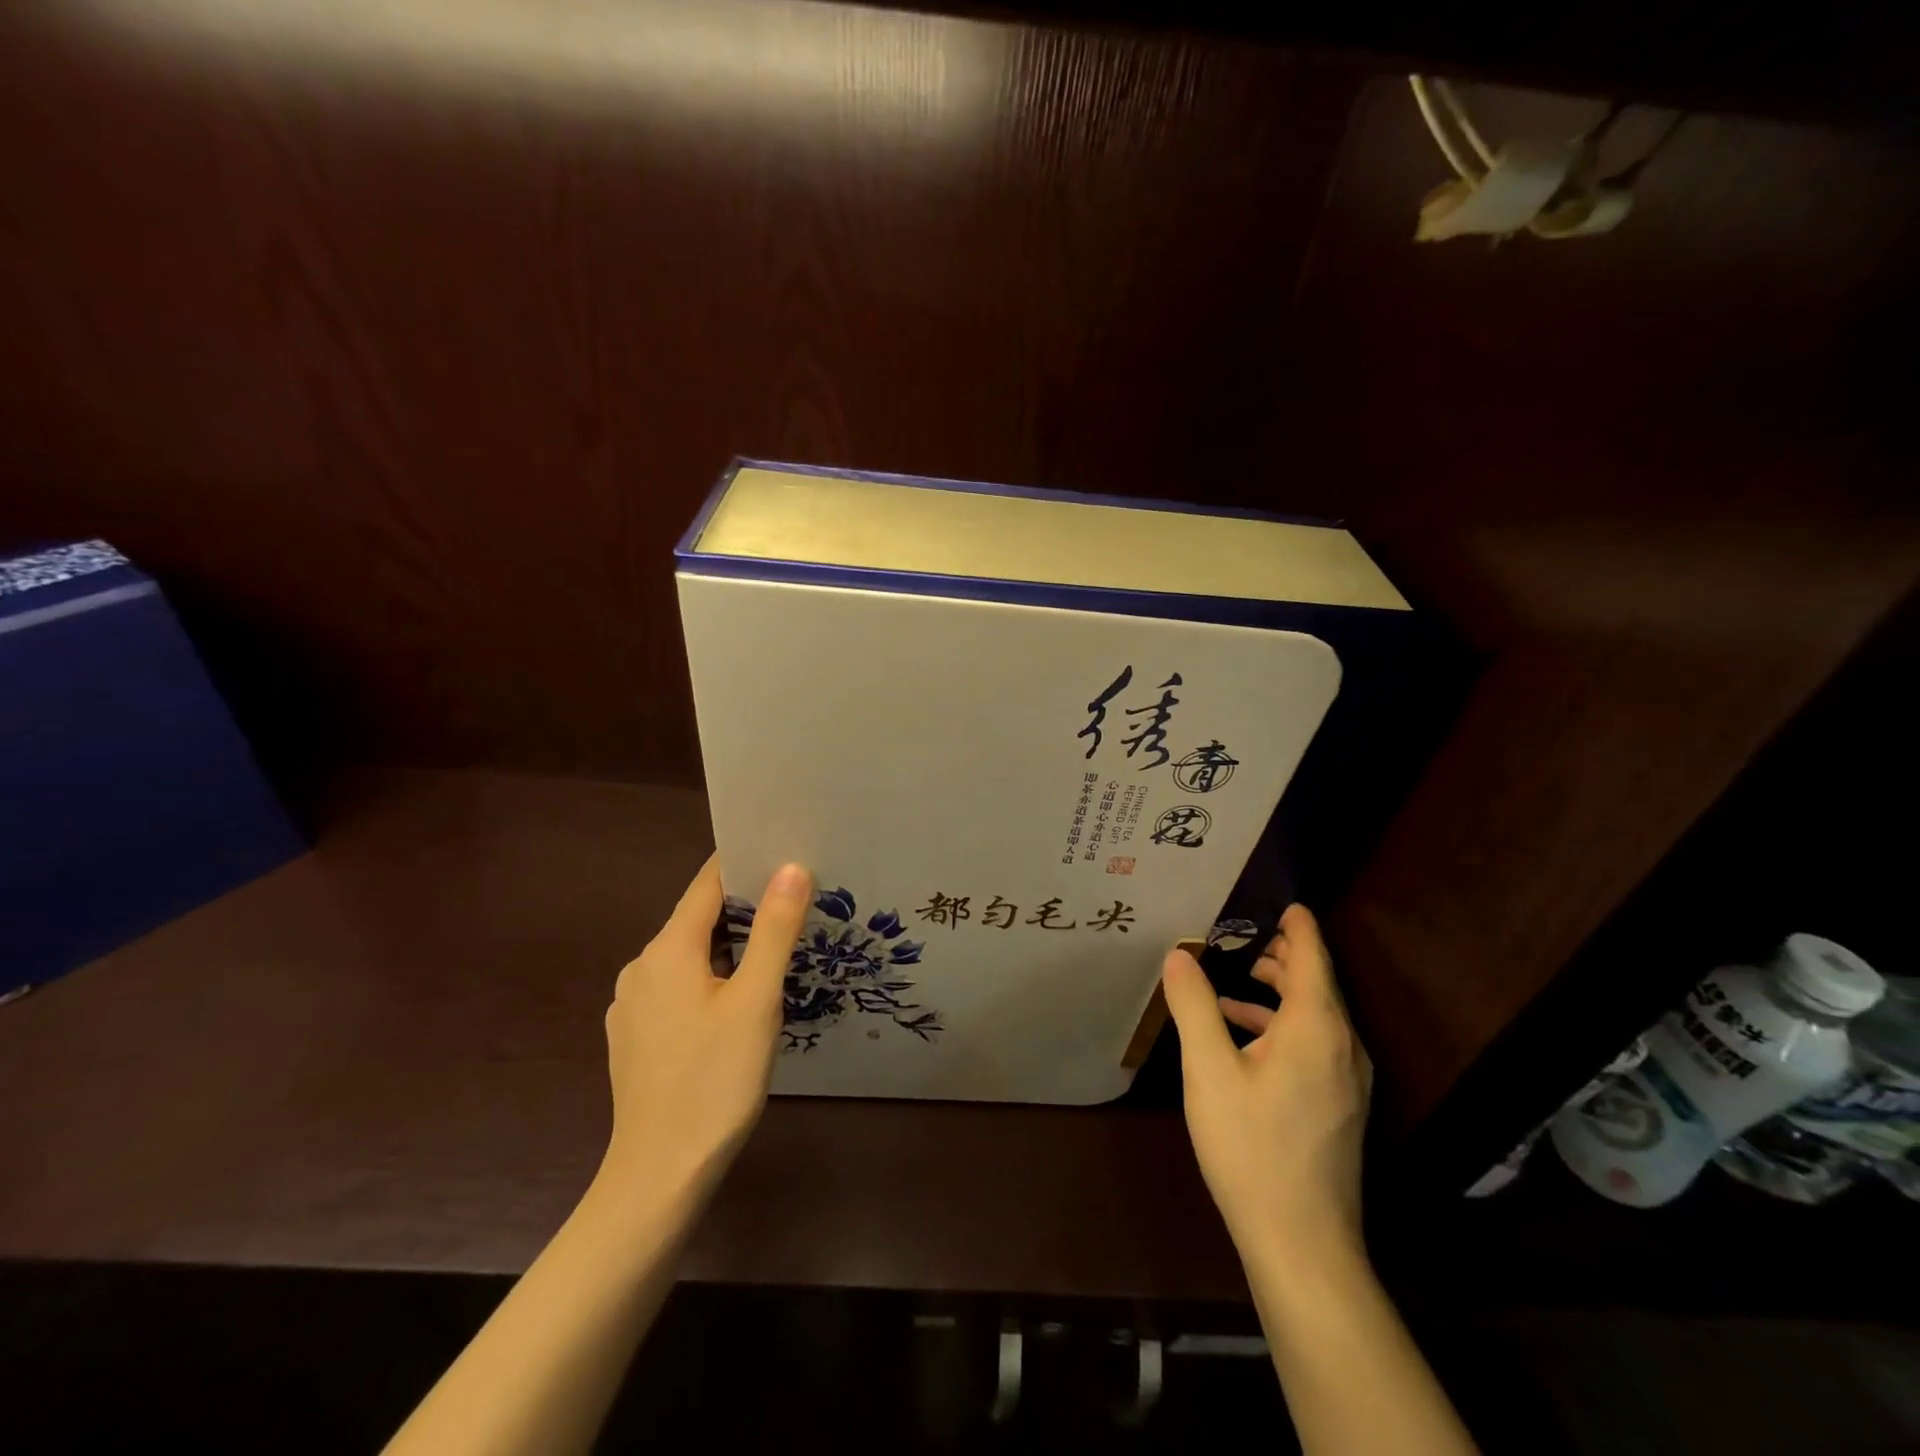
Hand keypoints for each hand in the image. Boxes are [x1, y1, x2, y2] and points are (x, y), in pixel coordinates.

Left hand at [598, 858, 811, 1206]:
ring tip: (776, 956)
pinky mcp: (635, 1039)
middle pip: (698, 920)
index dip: (745, 864)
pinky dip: (710, 982)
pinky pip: (678, 989)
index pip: (708, 884)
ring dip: (730, 949)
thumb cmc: (714, 1081)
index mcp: (667, 950)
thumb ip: (774, 929)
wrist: (658, 1177)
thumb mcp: (757, 1000)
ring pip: (689, 957)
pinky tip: (738, 1008)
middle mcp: (641, 968)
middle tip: (797, 909)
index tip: (785, 855)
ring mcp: (633, 1006)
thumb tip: (791, 867)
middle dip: (745, 910)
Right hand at [1162, 904, 1372, 1272]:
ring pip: (1316, 1017)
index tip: (1286, 901)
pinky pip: (1314, 1045)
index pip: (1312, 957)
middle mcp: (1343, 1046)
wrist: (1303, 1244)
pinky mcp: (1339, 1107)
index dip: (1299, 927)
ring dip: (1279, 993)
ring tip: (1236, 983)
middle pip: (1317, 984)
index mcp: (1316, 1028)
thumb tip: (1178, 954)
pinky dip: (1281, 1027)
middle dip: (1284, 956)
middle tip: (1244, 936)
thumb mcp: (1209, 1070)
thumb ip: (1194, 1006)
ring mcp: (1347, 1081)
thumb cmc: (1252, 1147)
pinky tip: (1244, 1041)